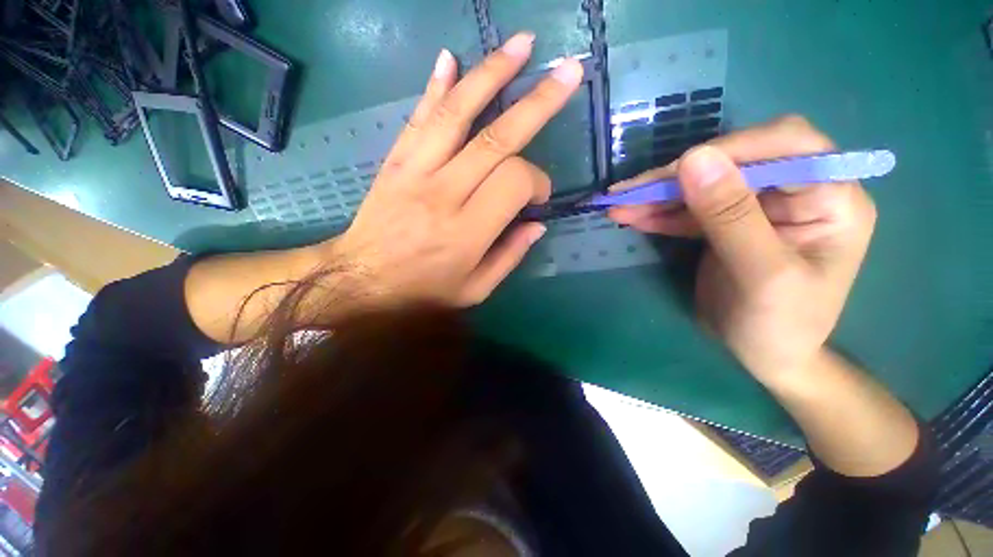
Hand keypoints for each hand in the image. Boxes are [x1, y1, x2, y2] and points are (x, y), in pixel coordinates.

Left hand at [320, 33, 583, 307]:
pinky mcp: (396, 162)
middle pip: (497, 138)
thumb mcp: (474, 290)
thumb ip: (509, 257)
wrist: (360, 281)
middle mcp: (444, 193)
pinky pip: (419, 118)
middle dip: (538, 103)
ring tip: (522, 44)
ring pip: (458, 113)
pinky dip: (437, 86)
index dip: (536, 181)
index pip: (514, 182)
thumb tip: (537, 225)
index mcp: (467, 232)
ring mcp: (416, 171)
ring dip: (492, 74)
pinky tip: (451, 59)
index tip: (538, 196)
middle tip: (568, 72)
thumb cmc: (422, 291)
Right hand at [609, 116, 876, 383]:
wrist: (765, 357)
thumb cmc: (780, 327)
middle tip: (628, 192)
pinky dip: (658, 213)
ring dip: (658, 195)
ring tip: (618, 205)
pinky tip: (631, 217)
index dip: (731, 149)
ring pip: (702, 185)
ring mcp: (756, 207)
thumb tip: (694, 158)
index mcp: (830, 197)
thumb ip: (731, 216)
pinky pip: (688, 210)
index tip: (676, 170)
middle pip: (733, 161)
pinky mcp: (724, 223)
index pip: (787, 145)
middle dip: (678, 175)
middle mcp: (795, 192)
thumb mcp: (762, 275)